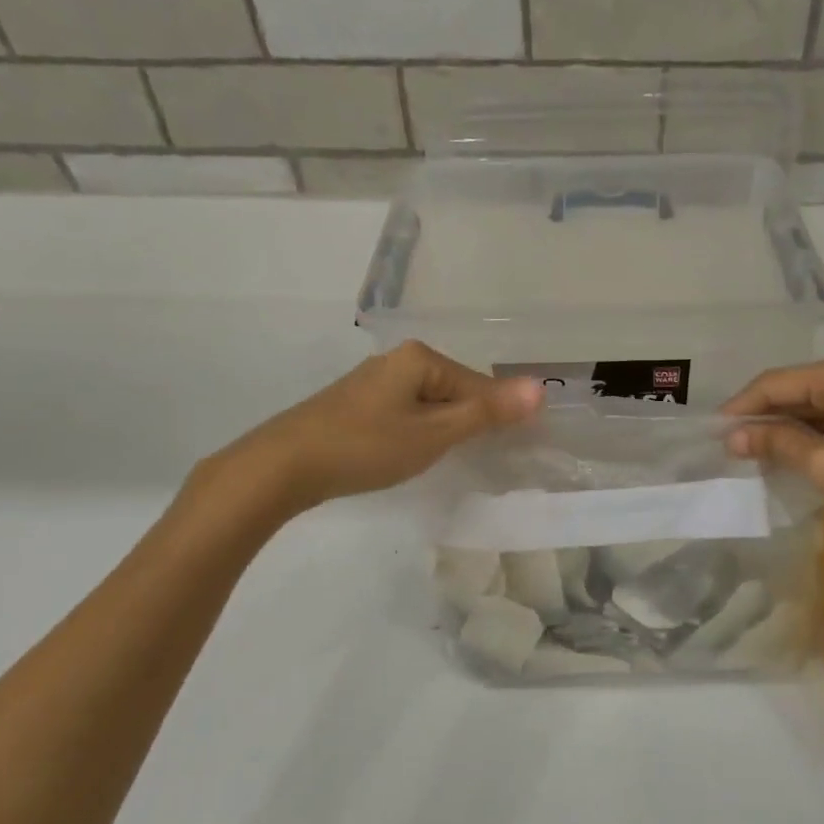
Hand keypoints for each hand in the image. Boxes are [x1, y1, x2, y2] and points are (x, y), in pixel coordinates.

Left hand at [203, 341, 542, 515]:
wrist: (284, 465)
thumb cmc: (367, 446)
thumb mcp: (434, 433)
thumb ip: (486, 412)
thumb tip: (539, 389)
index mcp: (420, 358)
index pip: (478, 384)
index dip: (498, 416)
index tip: (511, 448)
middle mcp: (397, 361)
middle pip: (454, 390)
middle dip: (470, 422)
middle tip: (478, 458)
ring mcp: (374, 383)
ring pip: (429, 404)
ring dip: (444, 429)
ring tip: (448, 459)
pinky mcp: (356, 405)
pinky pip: (406, 413)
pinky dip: (418, 432)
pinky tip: (411, 454)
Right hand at [722, 351, 823, 561]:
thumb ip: (777, 444)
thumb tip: (735, 436)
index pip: (777, 382)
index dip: (742, 408)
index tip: (715, 434)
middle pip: (803, 387)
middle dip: (769, 418)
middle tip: (737, 450)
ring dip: (795, 426)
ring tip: (764, 455)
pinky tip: (807, 453)